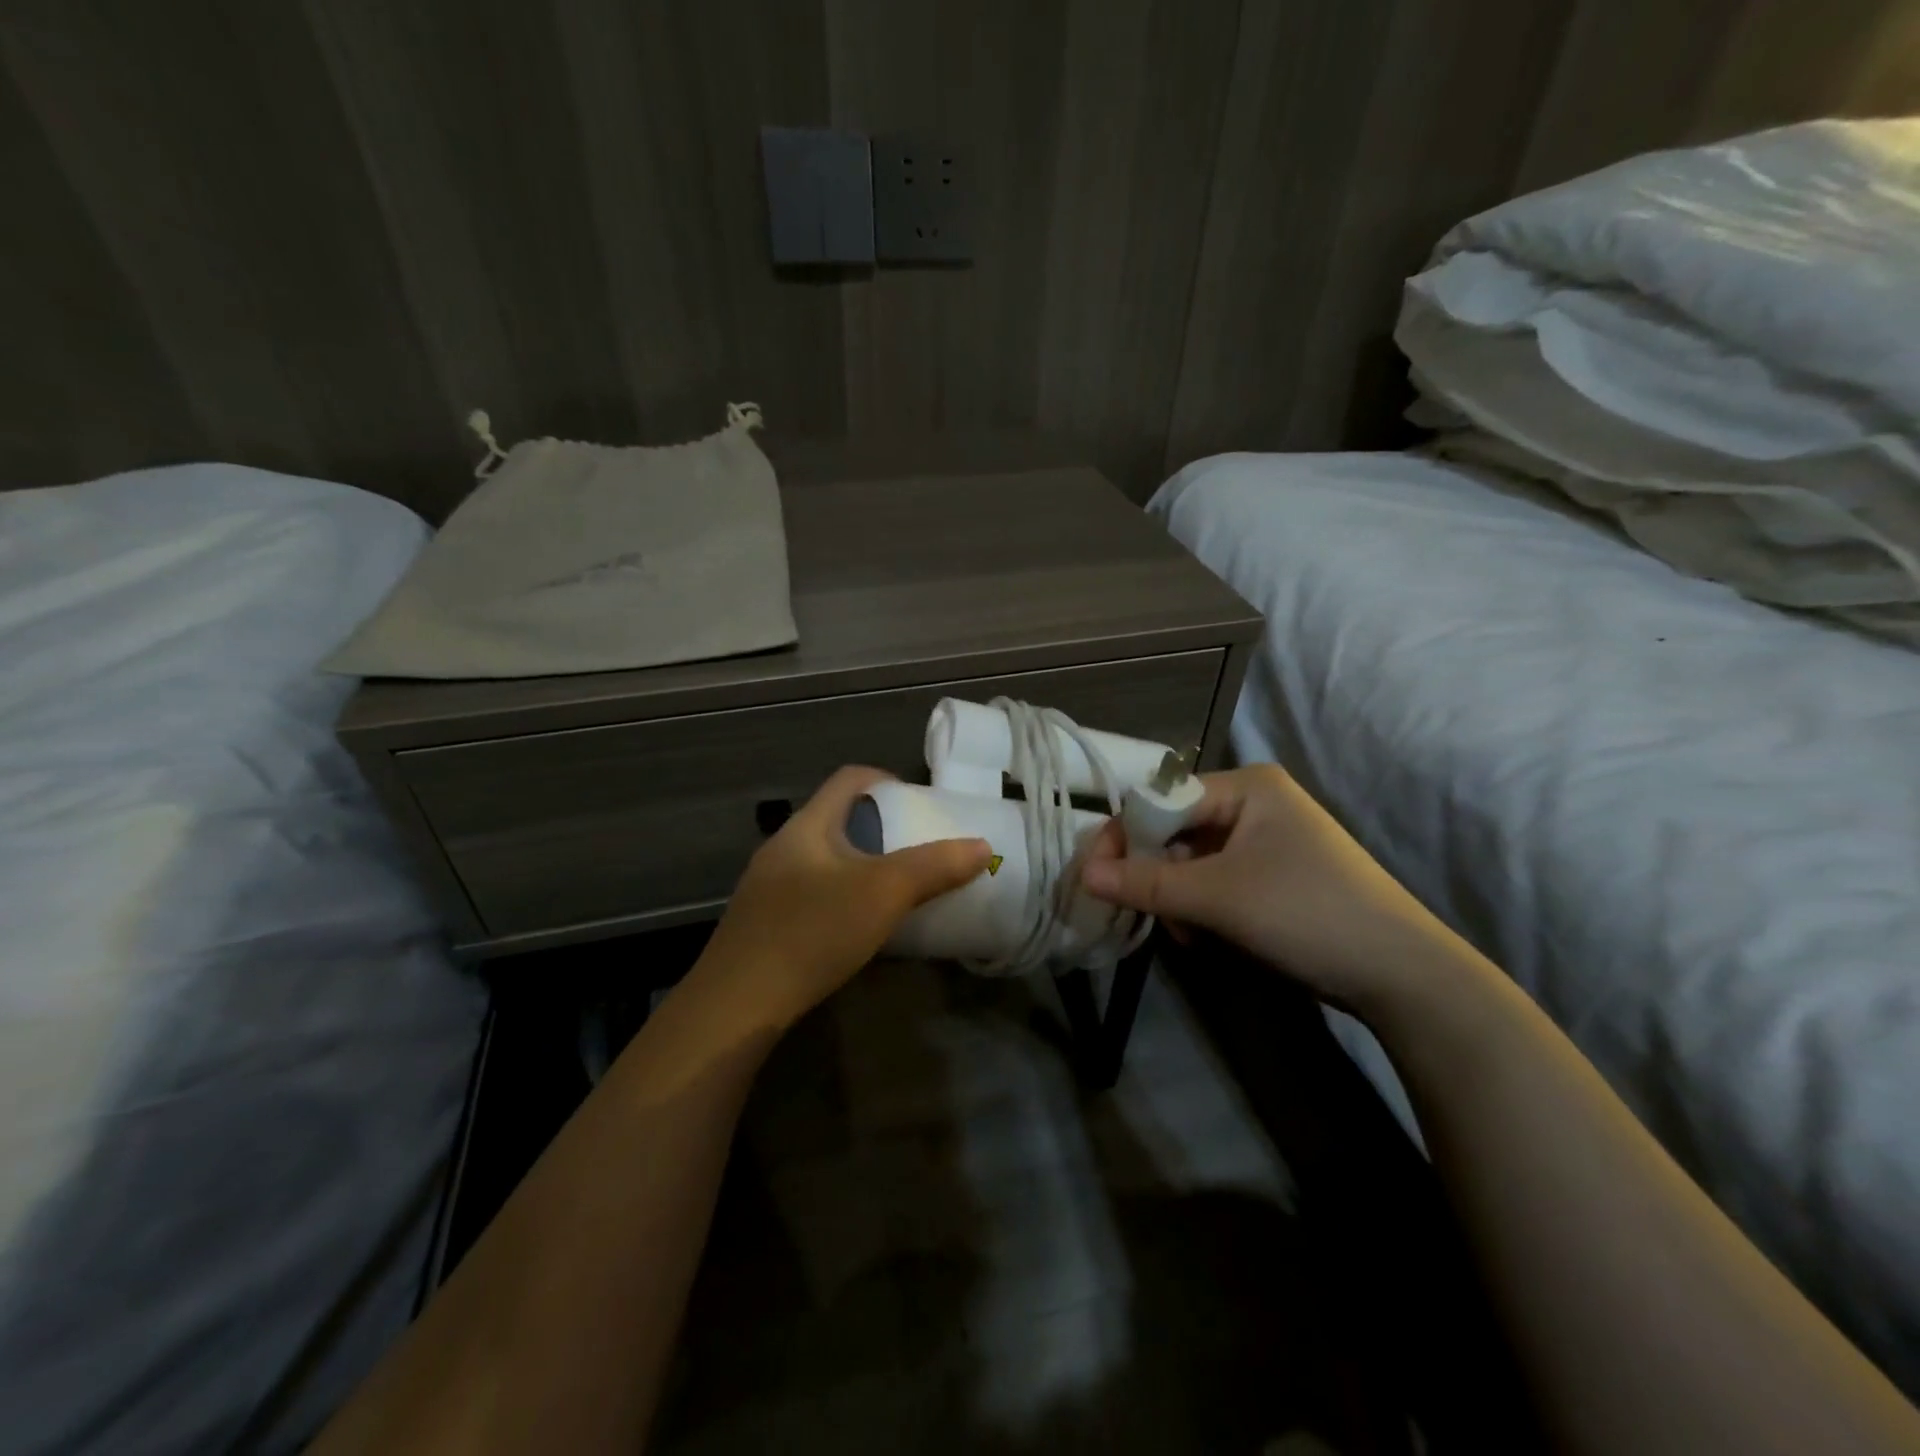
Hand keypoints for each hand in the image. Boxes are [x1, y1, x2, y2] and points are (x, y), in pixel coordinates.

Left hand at [693, 766, 992, 1026]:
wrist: (738, 1005)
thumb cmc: (813, 931)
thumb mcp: (883, 894)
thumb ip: (934, 867)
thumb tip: (981, 846)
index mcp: (807, 826)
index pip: (849, 779)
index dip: (887, 780)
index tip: (919, 803)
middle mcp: (783, 847)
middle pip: (838, 819)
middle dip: (881, 829)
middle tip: (917, 850)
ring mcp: (768, 887)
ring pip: (825, 859)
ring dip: (862, 865)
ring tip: (895, 889)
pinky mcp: (764, 923)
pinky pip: (812, 892)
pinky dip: (843, 896)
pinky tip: (858, 928)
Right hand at [1078, 764, 1455, 1010]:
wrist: (1402, 975)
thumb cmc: (1305, 913)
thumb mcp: (1217, 897)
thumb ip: (1146, 882)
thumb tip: (1083, 874)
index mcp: (1247, 786)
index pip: (1162, 799)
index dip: (1125, 835)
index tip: (1093, 875)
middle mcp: (1255, 803)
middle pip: (1176, 831)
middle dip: (1159, 876)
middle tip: (1148, 914)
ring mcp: (1267, 841)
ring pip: (1193, 862)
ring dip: (1180, 899)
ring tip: (1193, 935)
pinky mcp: (1274, 876)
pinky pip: (1217, 882)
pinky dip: (1204, 909)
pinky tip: (1211, 938)